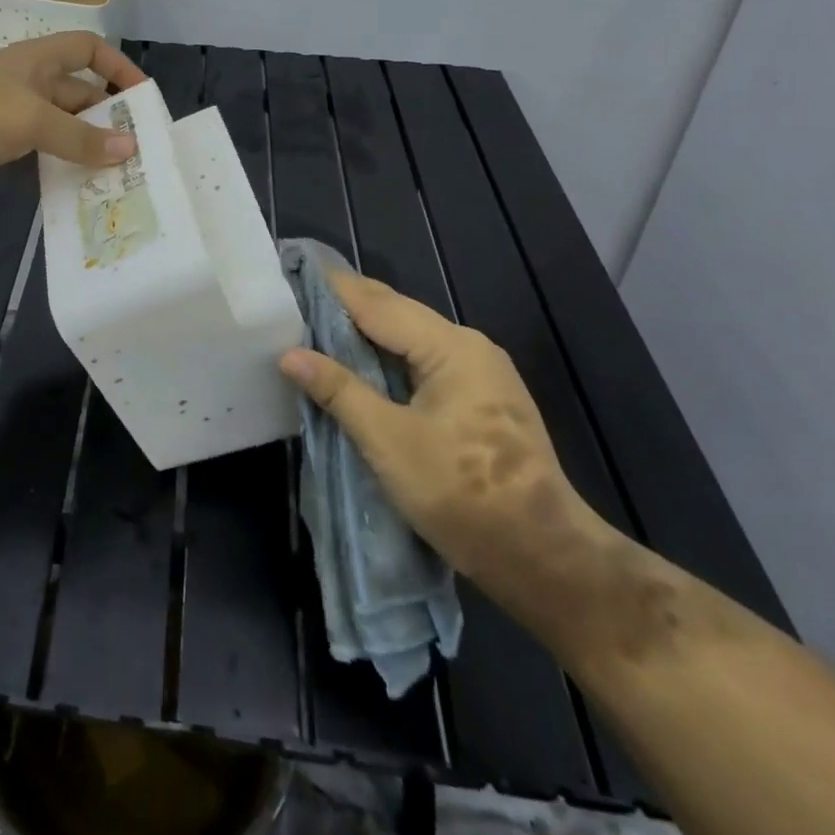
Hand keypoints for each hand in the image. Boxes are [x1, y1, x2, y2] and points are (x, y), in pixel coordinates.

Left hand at [0, 32, 146, 193]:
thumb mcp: (34, 120)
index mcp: (37, 59)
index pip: (88, 48)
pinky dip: (58, 161)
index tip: (141, 96)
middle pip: (78, 90)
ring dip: (84, 142)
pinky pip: (39, 148)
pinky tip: (76, 183)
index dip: (117, 65)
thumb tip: (130, 148)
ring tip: (114, 170)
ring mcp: (10, 113)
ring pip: (59, 124)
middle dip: (106, 114)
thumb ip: (81, 137)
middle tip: (135, 146)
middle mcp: (27, 80)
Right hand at [279, 270, 593, 591]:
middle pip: (395, 314)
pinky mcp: (481, 400)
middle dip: (345, 308)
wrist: (545, 559)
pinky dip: (386, 359)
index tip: (290, 275)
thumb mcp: (388, 440)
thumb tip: (289, 355)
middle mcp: (468, 347)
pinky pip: (422, 363)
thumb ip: (339, 391)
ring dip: (364, 335)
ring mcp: (480, 373)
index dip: (332, 289)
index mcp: (450, 347)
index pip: (377, 303)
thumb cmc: (463, 494)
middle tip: (294, 302)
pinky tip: (359, 368)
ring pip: (409, 339)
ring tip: (314, 332)